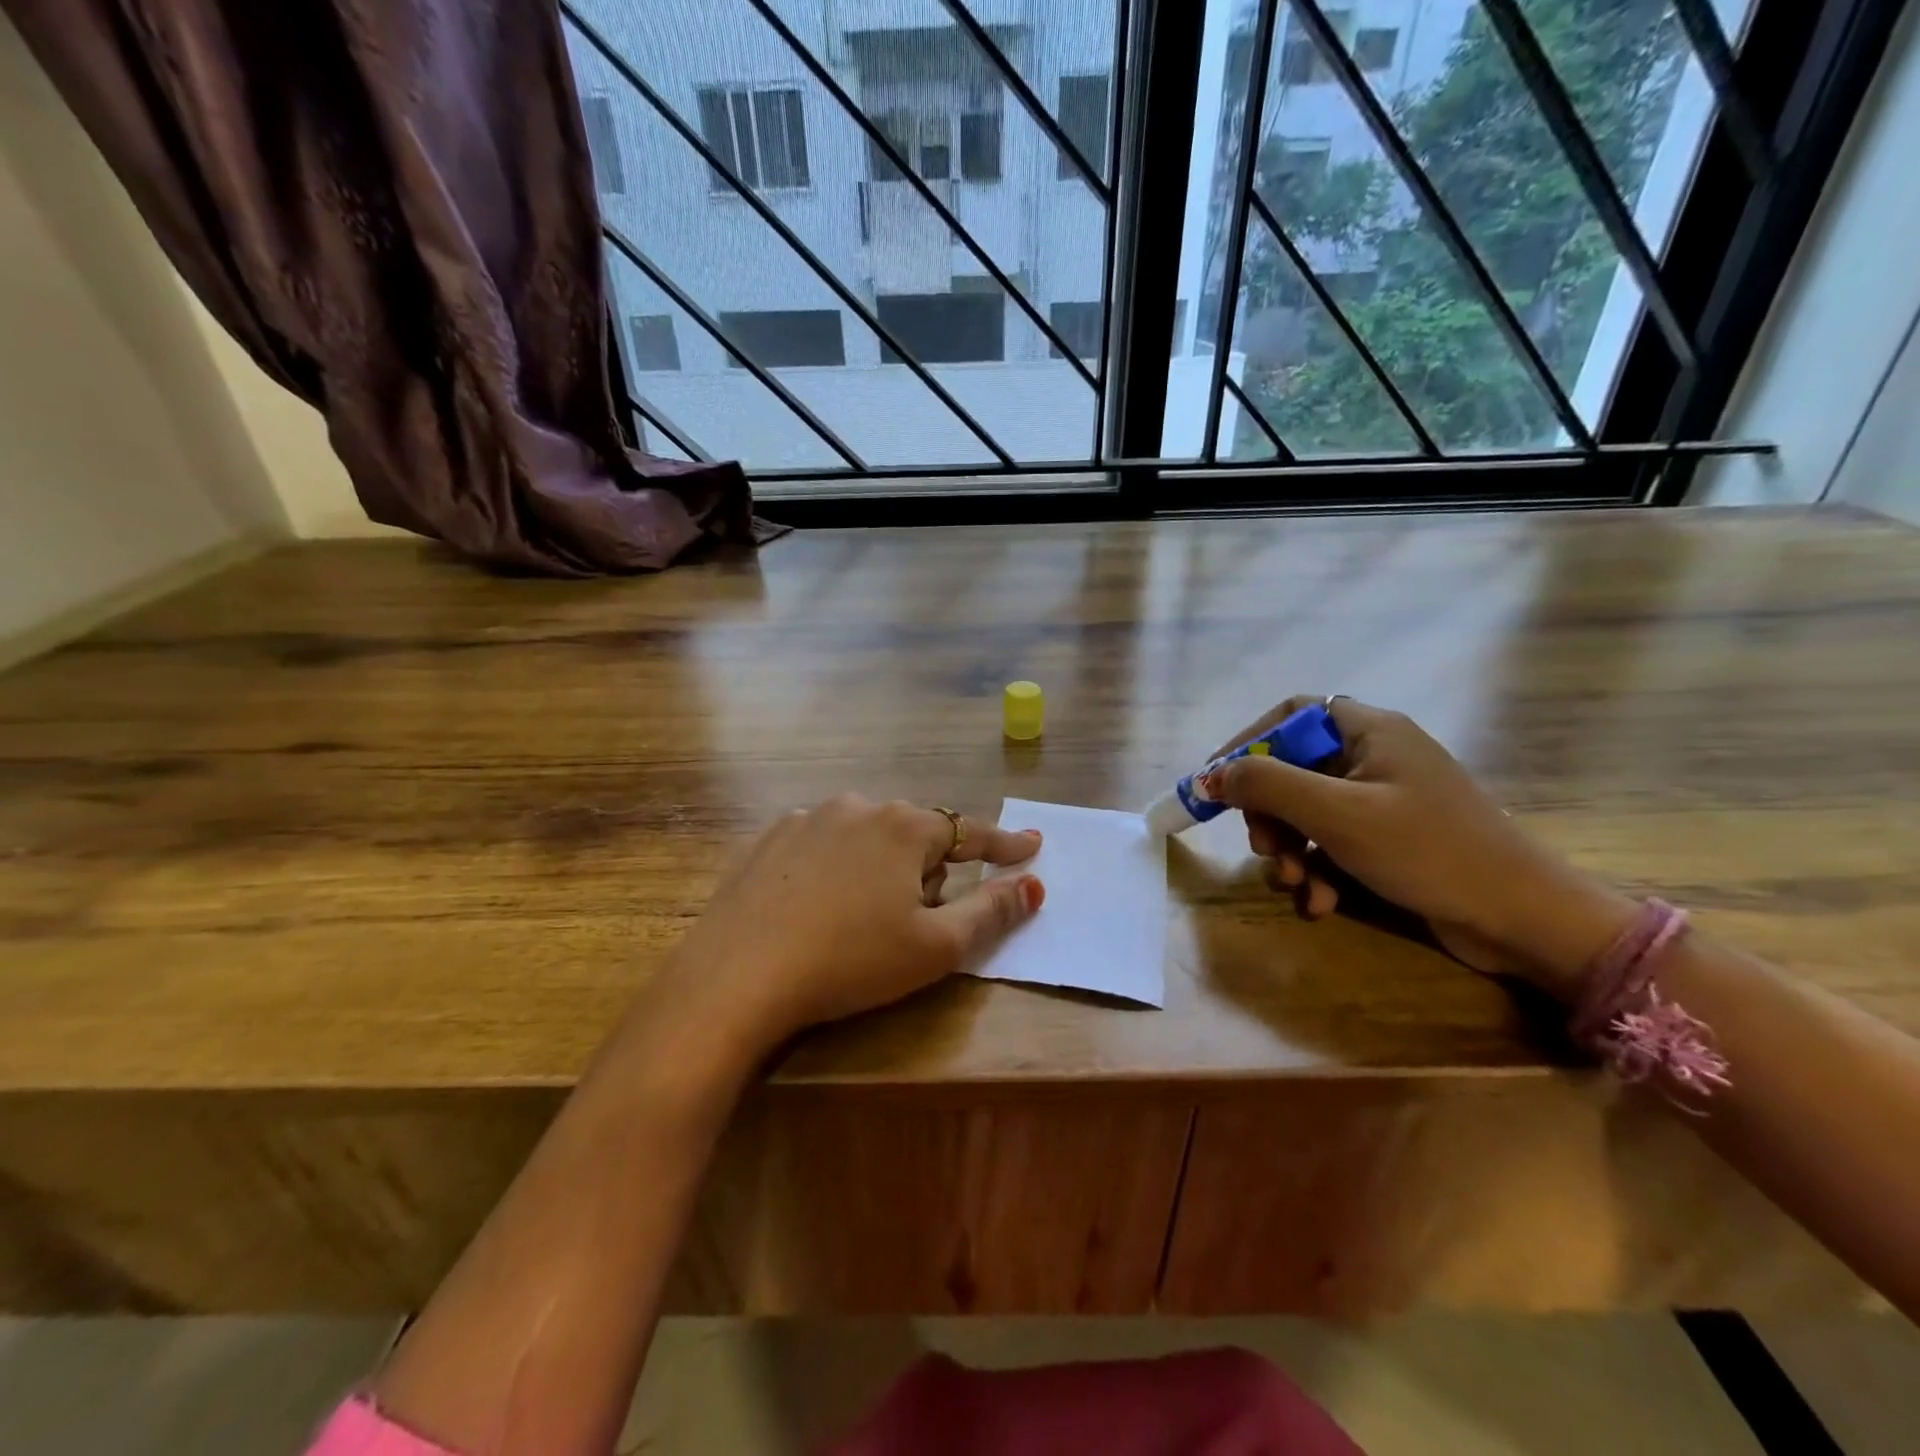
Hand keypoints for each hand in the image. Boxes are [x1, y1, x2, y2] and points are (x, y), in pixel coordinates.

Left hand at [663, 795, 1043, 1054]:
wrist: (737, 976)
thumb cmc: (851, 960)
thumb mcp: (934, 947)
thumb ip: (991, 912)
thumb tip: (1032, 885)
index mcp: (903, 827)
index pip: (970, 832)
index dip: (1004, 844)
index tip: (1030, 846)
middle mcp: (857, 807)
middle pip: (914, 837)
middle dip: (925, 873)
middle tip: (910, 923)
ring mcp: (807, 818)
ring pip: (866, 839)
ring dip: (879, 869)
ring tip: (858, 921)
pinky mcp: (768, 839)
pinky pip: (822, 847)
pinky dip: (834, 870)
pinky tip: (815, 909)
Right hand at [1200, 698, 1635, 994]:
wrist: (1522, 920)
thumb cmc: (1428, 851)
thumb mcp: (1338, 815)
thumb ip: (1268, 786)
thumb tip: (1213, 774)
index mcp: (1369, 732)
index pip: (1291, 715)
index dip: (1249, 742)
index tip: (1219, 780)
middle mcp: (1375, 758)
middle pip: (1292, 770)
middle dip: (1270, 814)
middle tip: (1265, 848)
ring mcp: (1383, 802)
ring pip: (1307, 813)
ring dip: (1290, 850)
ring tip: (1296, 884)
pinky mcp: (1389, 841)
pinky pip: (1331, 844)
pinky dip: (1317, 871)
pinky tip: (1321, 903)